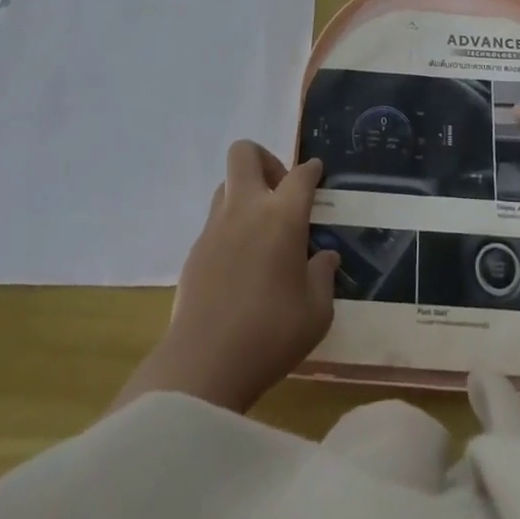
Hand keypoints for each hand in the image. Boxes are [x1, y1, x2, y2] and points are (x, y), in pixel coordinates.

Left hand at [118, 141, 338, 414]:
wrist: (203, 364)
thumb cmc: (270, 334)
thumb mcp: (316, 312)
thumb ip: (323, 277)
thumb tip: (325, 257)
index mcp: (282, 216)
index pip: (300, 174)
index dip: (312, 170)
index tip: (317, 174)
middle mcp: (246, 209)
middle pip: (245, 153)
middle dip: (266, 160)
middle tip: (281, 192)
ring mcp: (215, 227)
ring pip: (227, 184)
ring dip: (245, 194)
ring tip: (261, 229)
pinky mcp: (194, 251)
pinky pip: (215, 221)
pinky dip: (231, 227)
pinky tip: (241, 263)